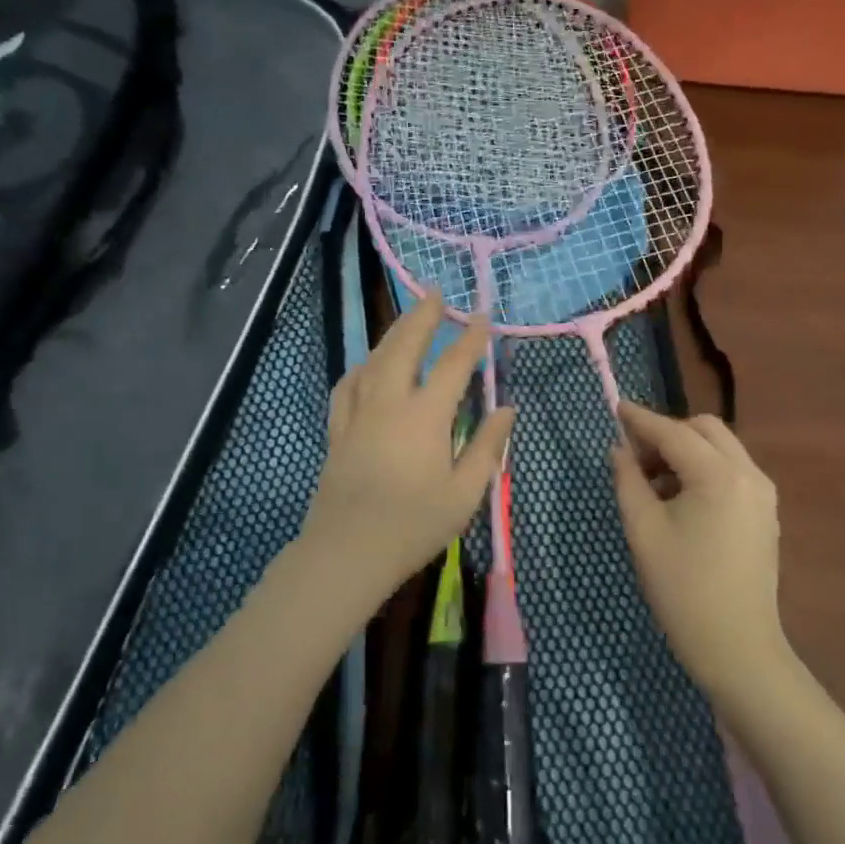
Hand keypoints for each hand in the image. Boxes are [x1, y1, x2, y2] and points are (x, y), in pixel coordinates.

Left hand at [299, 293, 512, 603]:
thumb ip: (486, 446)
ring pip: (374, 359)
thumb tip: (506, 409)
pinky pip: (348, 384)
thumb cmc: (414, 525)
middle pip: (405, 345)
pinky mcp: (338, 429)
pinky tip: (366, 364)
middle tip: (434, 292)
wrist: (348, 551)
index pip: (453, 365)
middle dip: (422, 316)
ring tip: (407, 319)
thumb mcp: (465, 492)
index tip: (481, 316)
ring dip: (393, 333)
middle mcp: (390, 402)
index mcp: (426, 415)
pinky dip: (362, 366)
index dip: (470, 338)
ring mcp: (359, 413)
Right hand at [611, 403, 789, 703]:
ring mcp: (763, 494)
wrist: (737, 647)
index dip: (642, 420)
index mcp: (719, 475)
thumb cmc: (683, 589)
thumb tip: (620, 450)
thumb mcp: (644, 531)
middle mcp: (749, 474)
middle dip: (668, 433)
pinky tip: (681, 501)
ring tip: (654, 484)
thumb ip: (628, 480)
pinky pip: (732, 472)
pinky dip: (704, 471)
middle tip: (636, 458)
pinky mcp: (766, 513)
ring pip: (721, 449)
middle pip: (706, 429)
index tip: (616, 408)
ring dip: (687, 452)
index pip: (674, 432)